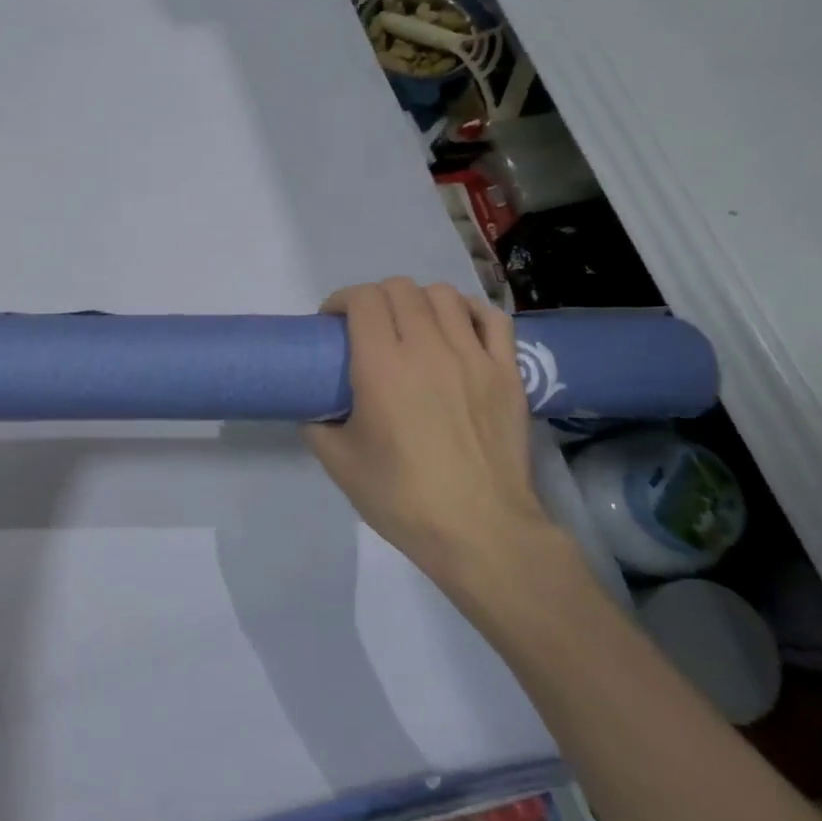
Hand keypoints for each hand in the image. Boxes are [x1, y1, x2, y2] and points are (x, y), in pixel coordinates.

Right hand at [305, 279, 555, 593]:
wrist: (480, 531)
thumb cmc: (402, 498)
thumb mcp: (339, 463)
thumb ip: (317, 425)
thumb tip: (314, 408)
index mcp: (382, 366)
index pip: (362, 299)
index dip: (341, 301)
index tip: (332, 324)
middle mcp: (428, 348)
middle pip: (400, 289)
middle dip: (374, 299)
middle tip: (366, 327)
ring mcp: (473, 357)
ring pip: (443, 295)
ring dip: (418, 301)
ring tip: (411, 325)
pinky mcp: (507, 372)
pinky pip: (491, 319)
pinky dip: (468, 312)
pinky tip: (456, 328)